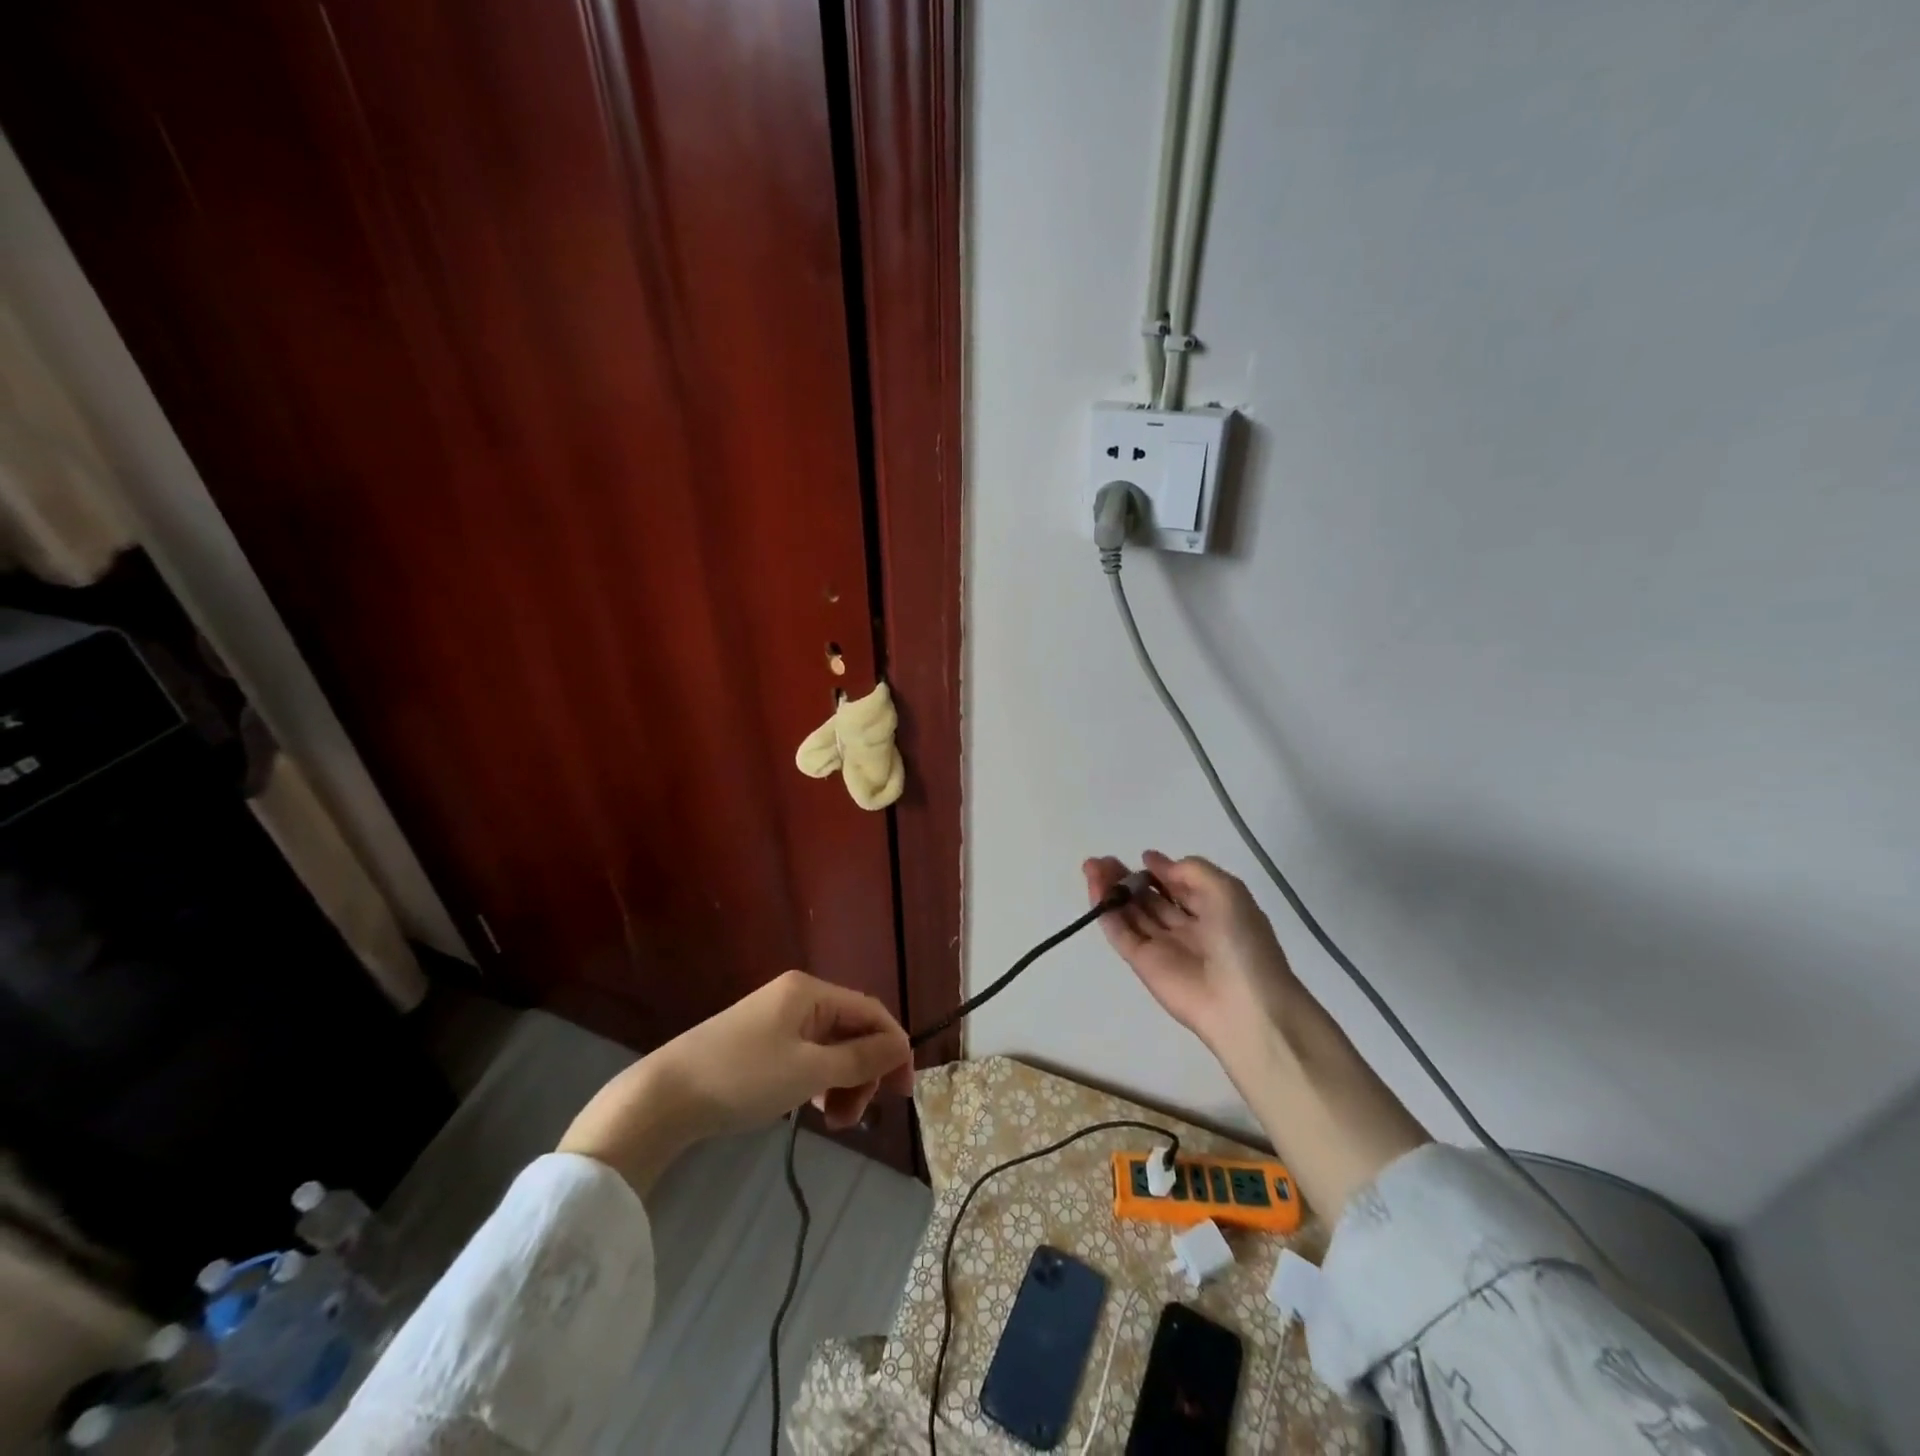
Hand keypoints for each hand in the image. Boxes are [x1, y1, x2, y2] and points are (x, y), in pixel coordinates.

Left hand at [558, 971, 913, 1192]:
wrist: (663, 1097)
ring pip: (829, 1047)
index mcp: (810, 992)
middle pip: (851, 1030)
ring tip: (834, 1121)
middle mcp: (797, 997)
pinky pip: (806, 1057)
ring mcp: (776, 1020)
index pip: (870, 1011)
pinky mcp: (760, 1044)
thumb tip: (902, 1046)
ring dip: (842, 1082)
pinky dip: (818, 1082)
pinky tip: (812, 1110)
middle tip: (857, 1116)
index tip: (903, 1092)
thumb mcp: (809, 1071)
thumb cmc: (743, 1078)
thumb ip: (860, 1059)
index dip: (893, 1048)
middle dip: (863, 1072)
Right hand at [1083, 851, 1304, 1068]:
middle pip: (1150, 899)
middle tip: (1103, 860)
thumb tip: (1158, 864)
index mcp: (1214, 912)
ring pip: (1132, 913)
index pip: (1181, 887)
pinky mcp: (1142, 964)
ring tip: (1091, 866)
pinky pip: (1120, 933)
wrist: (1243, 1006)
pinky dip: (1106, 911)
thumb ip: (1192, 871)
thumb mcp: (1227, 892)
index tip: (1144, 857)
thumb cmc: (1242, 942)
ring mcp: (1163, 947)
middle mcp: (1187, 928)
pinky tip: (1095, 889)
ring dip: (1112, 889)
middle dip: (1129, 878)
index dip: (1162, 871)